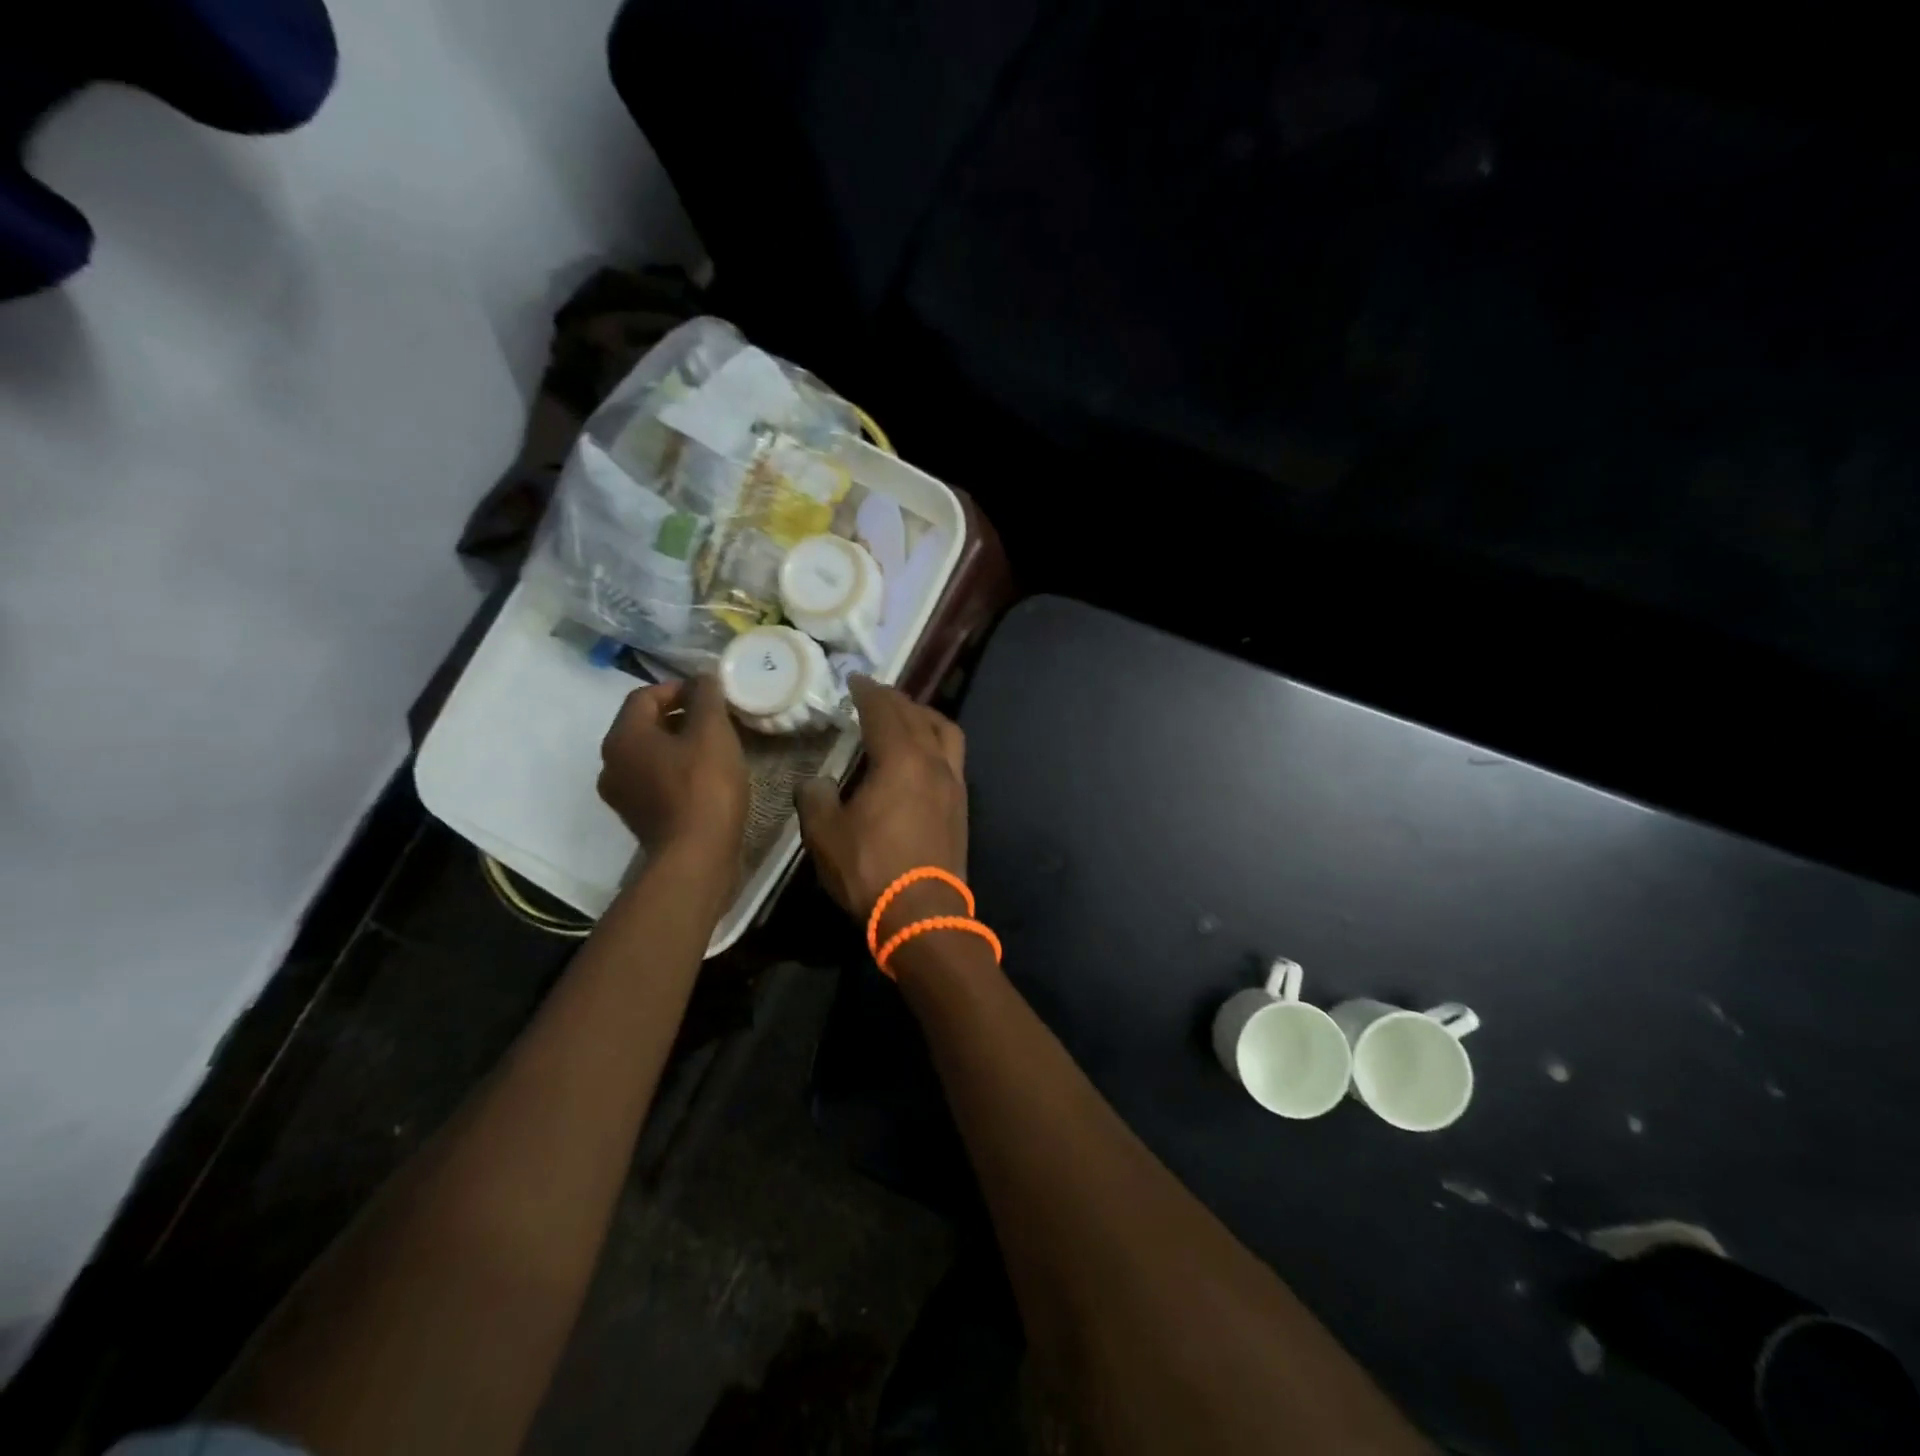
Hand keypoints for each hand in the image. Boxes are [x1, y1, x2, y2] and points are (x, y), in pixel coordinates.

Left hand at [598, 676, 746, 866]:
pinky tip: (706, 778)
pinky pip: (655, 780)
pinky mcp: (639, 818)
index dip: (679, 688)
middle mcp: (611, 763)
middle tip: (717, 721)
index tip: (711, 695)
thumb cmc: (704, 786)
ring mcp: (622, 795)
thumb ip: (706, 697)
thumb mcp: (713, 732)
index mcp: (622, 737)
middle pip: (645, 725)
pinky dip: (677, 771)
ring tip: (715, 748)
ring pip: (650, 755)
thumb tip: (703, 678)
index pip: (644, 696)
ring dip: (679, 745)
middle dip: (681, 717)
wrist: (696, 856)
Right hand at [796, 676, 967, 929]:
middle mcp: (933, 762)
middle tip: (875, 694)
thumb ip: (816, 799)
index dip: (868, 692)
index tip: (855, 680)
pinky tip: (922, 756)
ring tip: (906, 716)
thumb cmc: (872, 870)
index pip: (884, 712)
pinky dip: (936, 742)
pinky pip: (952, 756)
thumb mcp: (826, 835)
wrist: (924, 914)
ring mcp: (954, 784)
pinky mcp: (962, 806)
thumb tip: (816, 781)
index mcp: (900, 760)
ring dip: (924, 716)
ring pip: (945, 732)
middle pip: (917, 716)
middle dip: (895, 699)